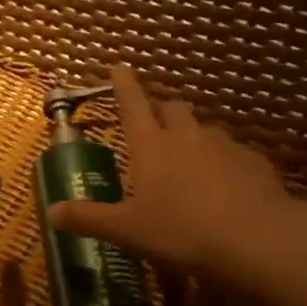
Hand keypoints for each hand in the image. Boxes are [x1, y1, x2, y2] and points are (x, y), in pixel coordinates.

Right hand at [46, 65, 306, 284]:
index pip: (131, 104)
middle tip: (152, 122)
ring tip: (189, 162)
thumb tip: (51, 213)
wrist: (255, 238)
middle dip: (160, 110)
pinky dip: (224, 162)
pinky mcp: (254, 162)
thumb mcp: (128, 230)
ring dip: (193, 137)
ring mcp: (224, 146)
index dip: (122, 84)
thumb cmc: (181, 232)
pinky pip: (234, 154)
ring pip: (204, 130)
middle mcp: (187, 136)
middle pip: (172, 108)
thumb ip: (90, 219)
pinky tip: (226, 186)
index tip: (118, 67)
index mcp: (151, 146)